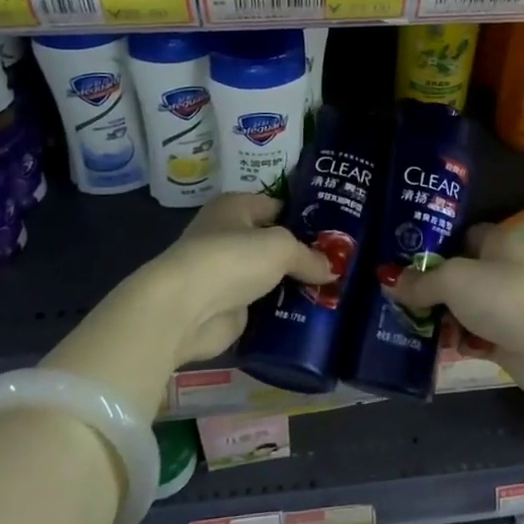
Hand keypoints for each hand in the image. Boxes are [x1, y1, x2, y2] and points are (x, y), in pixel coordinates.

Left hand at [41, 194, 331, 421]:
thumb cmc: (231, 259)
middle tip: (339, 266)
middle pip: (274, 243)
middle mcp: (227, 235)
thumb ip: (308, 256)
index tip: (336, 236)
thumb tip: (331, 270)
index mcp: (235, 207)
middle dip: (302, 256)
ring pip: (269, 276)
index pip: (279, 207)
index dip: (306, 220)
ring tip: (331, 293)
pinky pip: (262, 305)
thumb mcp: (281, 247)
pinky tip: (309, 316)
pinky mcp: (226, 307)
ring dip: (292, 285)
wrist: (184, 309)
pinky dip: (280, 311)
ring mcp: (225, 273)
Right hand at [392, 227, 523, 398]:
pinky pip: (474, 335)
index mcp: (497, 242)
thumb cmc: (502, 297)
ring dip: (442, 317)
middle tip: (401, 298)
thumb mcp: (452, 281)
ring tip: (412, 325)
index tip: (406, 259)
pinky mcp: (508, 337)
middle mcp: (503, 268)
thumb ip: (421, 282)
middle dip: (432, 287)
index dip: (436, 245)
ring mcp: (507, 304)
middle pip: (460, 274)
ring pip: (465, 307)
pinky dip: (459, 340)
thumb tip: (389, 280)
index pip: (463, 235)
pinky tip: (438, 346)